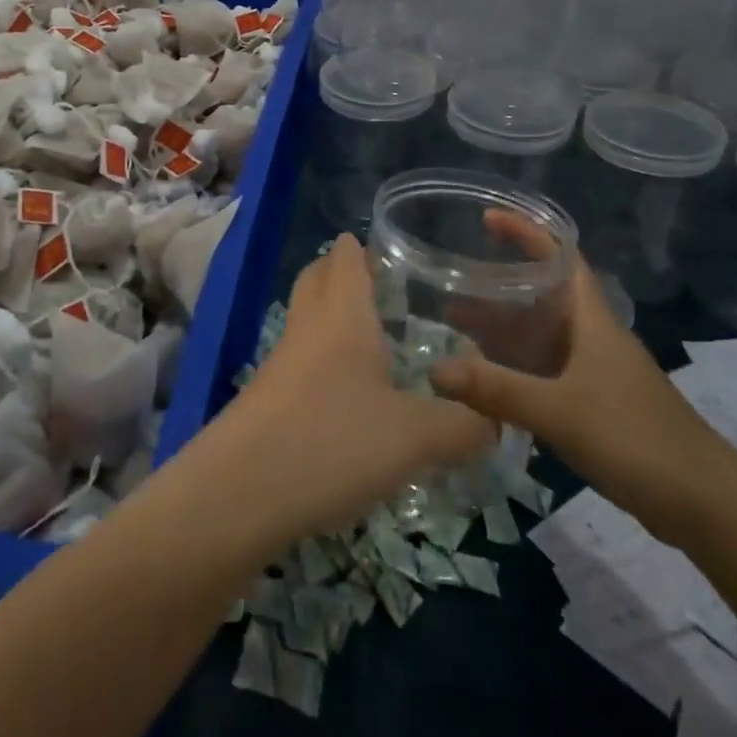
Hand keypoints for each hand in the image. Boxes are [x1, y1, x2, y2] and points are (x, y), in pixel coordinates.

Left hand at [219, 234, 494, 539]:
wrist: (239, 492)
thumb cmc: (333, 441)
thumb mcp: (414, 437)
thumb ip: (462, 426)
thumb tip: (497, 422)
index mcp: (342, 315)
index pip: (345, 259)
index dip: (360, 246)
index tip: (384, 244)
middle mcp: (308, 328)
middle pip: (317, 280)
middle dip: (340, 272)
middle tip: (378, 282)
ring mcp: (281, 363)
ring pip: (307, 321)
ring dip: (332, 317)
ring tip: (373, 338)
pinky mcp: (267, 399)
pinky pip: (300, 361)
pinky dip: (324, 360)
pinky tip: (349, 395)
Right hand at [430, 211, 727, 545]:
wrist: (708, 506)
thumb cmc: (636, 439)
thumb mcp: (559, 411)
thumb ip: (496, 389)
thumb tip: (433, 369)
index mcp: (592, 320)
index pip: (560, 256)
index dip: (526, 231)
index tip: (486, 218)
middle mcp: (592, 337)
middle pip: (542, 296)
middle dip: (499, 287)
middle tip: (451, 285)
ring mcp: (596, 372)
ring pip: (541, 337)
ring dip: (503, 329)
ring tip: (456, 328)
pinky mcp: (597, 405)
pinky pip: (546, 371)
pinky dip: (515, 367)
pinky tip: (488, 381)